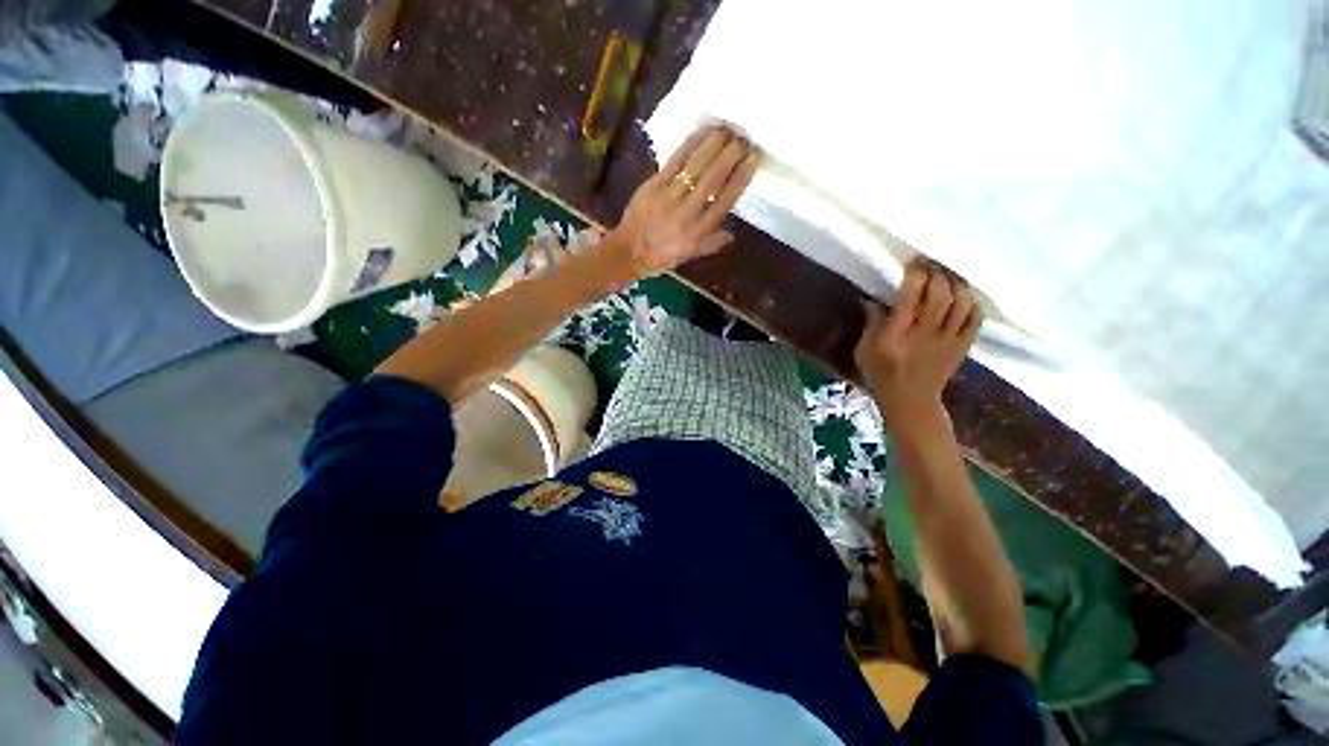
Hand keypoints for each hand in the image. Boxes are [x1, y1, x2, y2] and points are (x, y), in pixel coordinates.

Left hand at [606, 125, 761, 280]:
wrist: (628, 251)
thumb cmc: (660, 256)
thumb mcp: (689, 256)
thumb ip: (711, 244)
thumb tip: (733, 233)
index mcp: (698, 233)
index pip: (724, 201)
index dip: (740, 178)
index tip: (753, 159)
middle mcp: (687, 213)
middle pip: (713, 179)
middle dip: (731, 155)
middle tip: (744, 137)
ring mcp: (669, 197)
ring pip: (696, 166)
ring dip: (714, 144)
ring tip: (729, 128)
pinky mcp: (654, 184)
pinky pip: (676, 159)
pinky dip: (692, 143)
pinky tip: (704, 130)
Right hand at [855, 260, 982, 440]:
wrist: (910, 401)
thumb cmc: (880, 373)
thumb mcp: (864, 350)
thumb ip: (871, 323)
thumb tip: (871, 298)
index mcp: (895, 336)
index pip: (910, 296)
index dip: (915, 274)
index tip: (914, 262)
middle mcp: (923, 334)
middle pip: (939, 295)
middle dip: (938, 273)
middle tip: (933, 264)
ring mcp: (947, 341)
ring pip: (961, 303)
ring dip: (957, 284)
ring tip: (949, 276)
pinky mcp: (962, 346)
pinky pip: (975, 319)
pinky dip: (972, 302)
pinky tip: (964, 296)